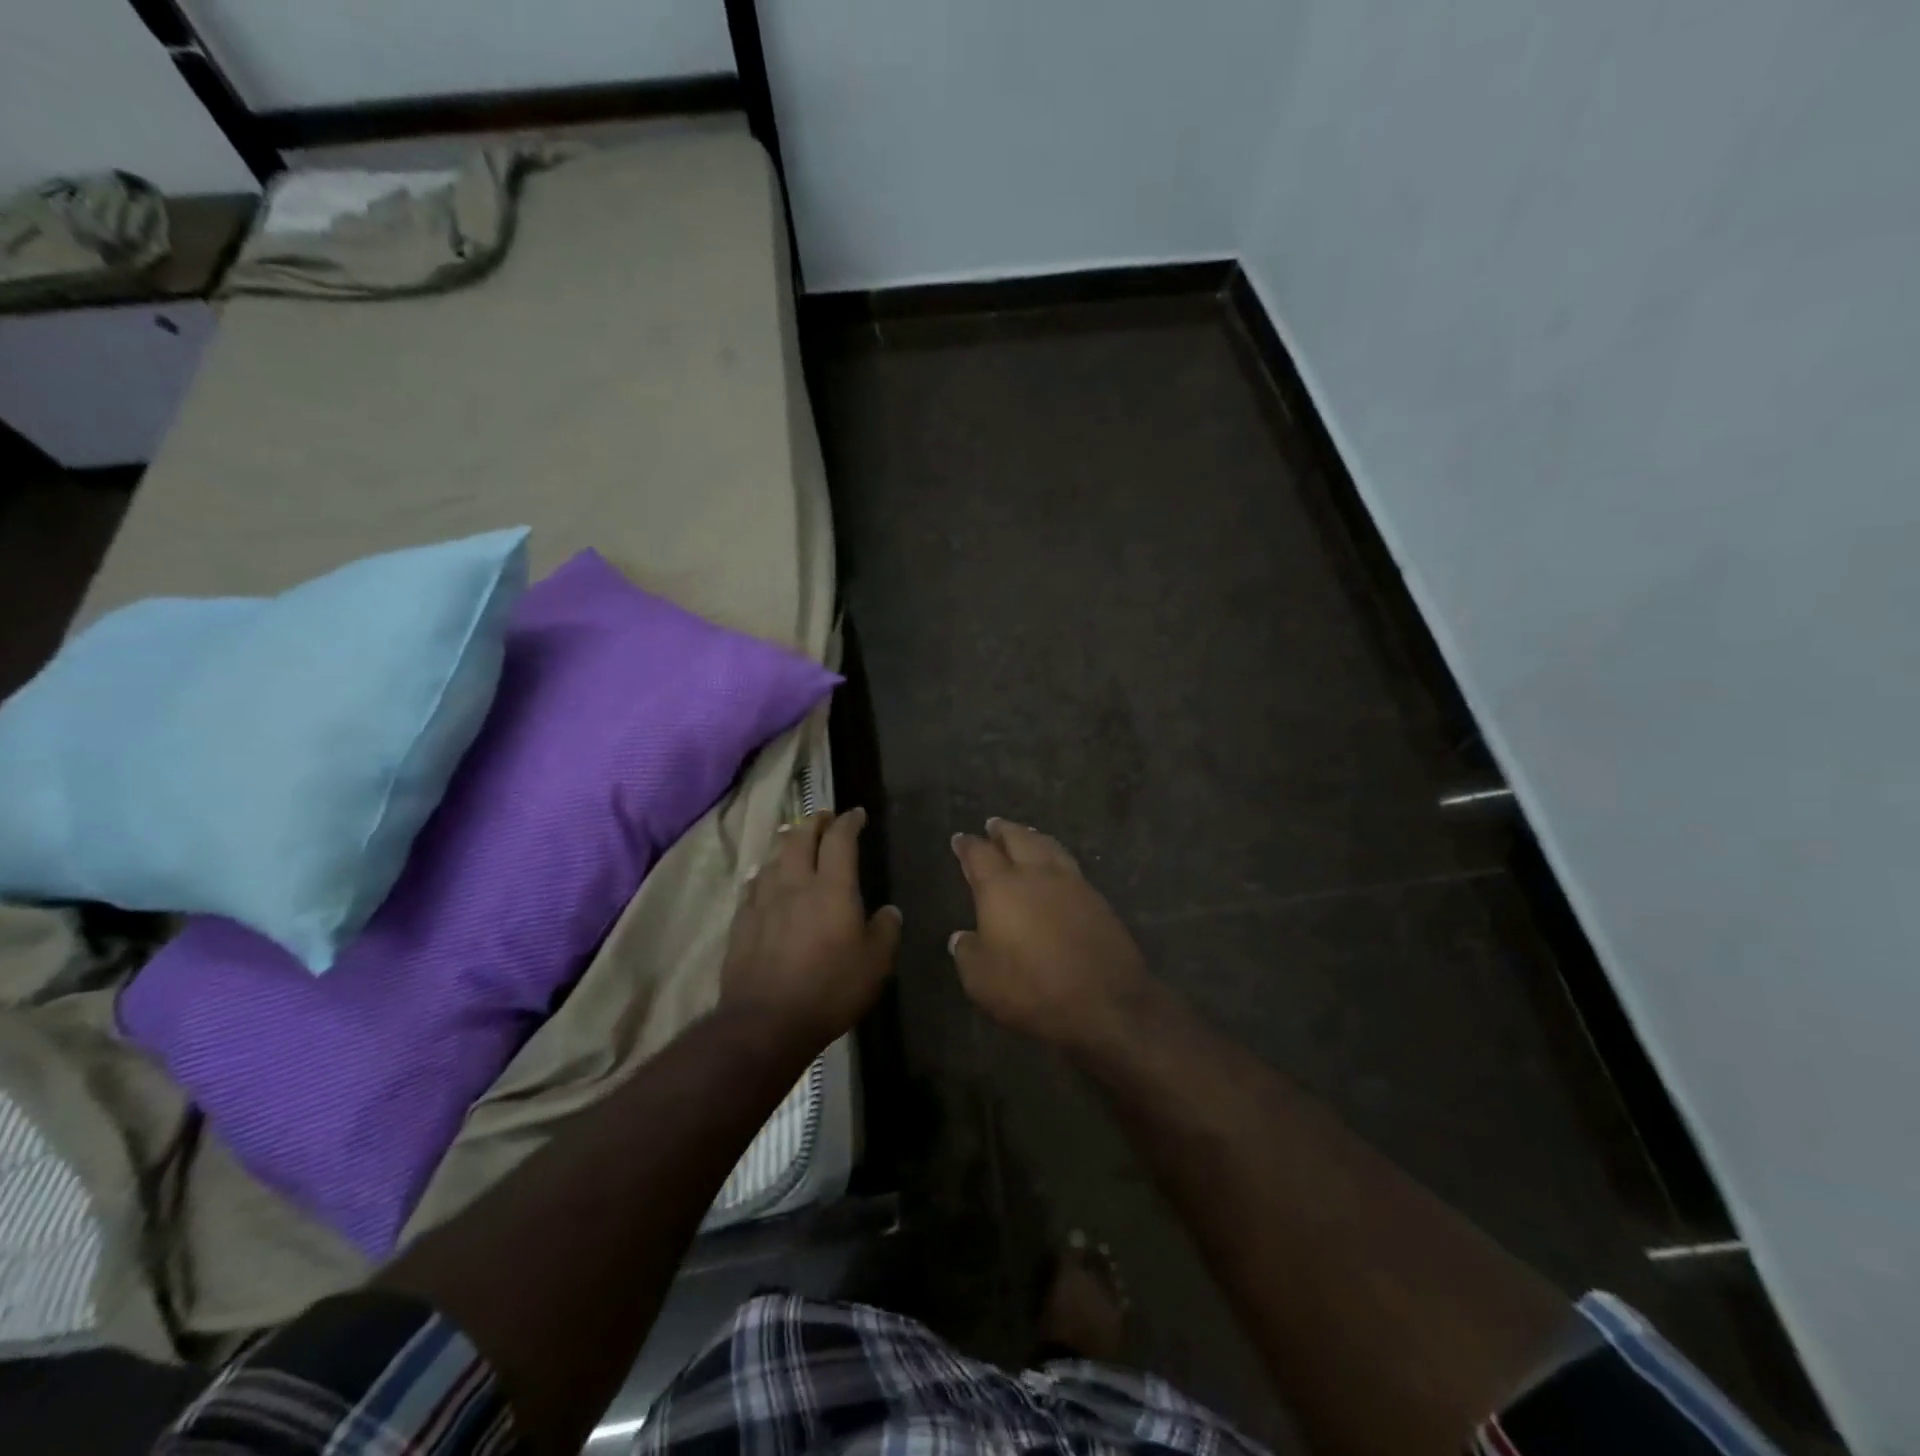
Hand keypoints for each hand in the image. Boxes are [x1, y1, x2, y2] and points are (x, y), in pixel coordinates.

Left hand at [721, 808, 900, 1048]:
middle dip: (814, 822)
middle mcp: (795, 884)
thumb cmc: (830, 990)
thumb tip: (889, 912)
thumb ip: (885, 931)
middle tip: (825, 817)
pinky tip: (764, 877)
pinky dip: (764, 873)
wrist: (766, 1022)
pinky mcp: (742, 922)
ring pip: (774, 857)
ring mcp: (763, 901)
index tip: (857, 814)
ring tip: (794, 839)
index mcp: (832, 888)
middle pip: (800, 837)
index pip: (840, 839)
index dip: (849, 822)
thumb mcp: (876, 965)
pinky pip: (753, 885)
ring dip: (787, 842)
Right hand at [949, 819, 1152, 1049]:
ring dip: (1031, 836)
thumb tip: (961, 937)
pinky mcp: (1097, 898)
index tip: (960, 839)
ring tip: (1025, 834)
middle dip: (1002, 830)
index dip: (967, 845)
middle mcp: (1036, 875)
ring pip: (1047, 846)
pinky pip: (1069, 864)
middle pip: (1017, 839)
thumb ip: (968, 953)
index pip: (979, 855)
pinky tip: (1055, 865)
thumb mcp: (982, 981)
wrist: (1106, 1000)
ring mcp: (1071, 883)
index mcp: (1001, 888)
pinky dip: (1055, 855)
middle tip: (993, 824)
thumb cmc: (1034, 989)